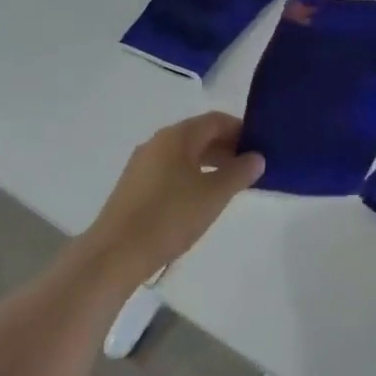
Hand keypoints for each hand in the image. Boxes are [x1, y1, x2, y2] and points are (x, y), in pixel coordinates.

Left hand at [83, 113, 262, 280]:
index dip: (240, 130)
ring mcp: (142, 165)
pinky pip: (170, 171)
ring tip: (229, 185)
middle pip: (199, 135)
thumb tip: (257, 157)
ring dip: (209, 163)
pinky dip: (191, 176)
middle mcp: (157, 143)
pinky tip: (200, 200)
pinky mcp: (134, 187)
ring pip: (184, 154)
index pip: (215, 120)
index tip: (261, 146)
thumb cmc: (169, 217)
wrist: (114, 255)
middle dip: (226, 147)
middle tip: (250, 168)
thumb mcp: (213, 195)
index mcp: (176, 136)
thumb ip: (239, 173)